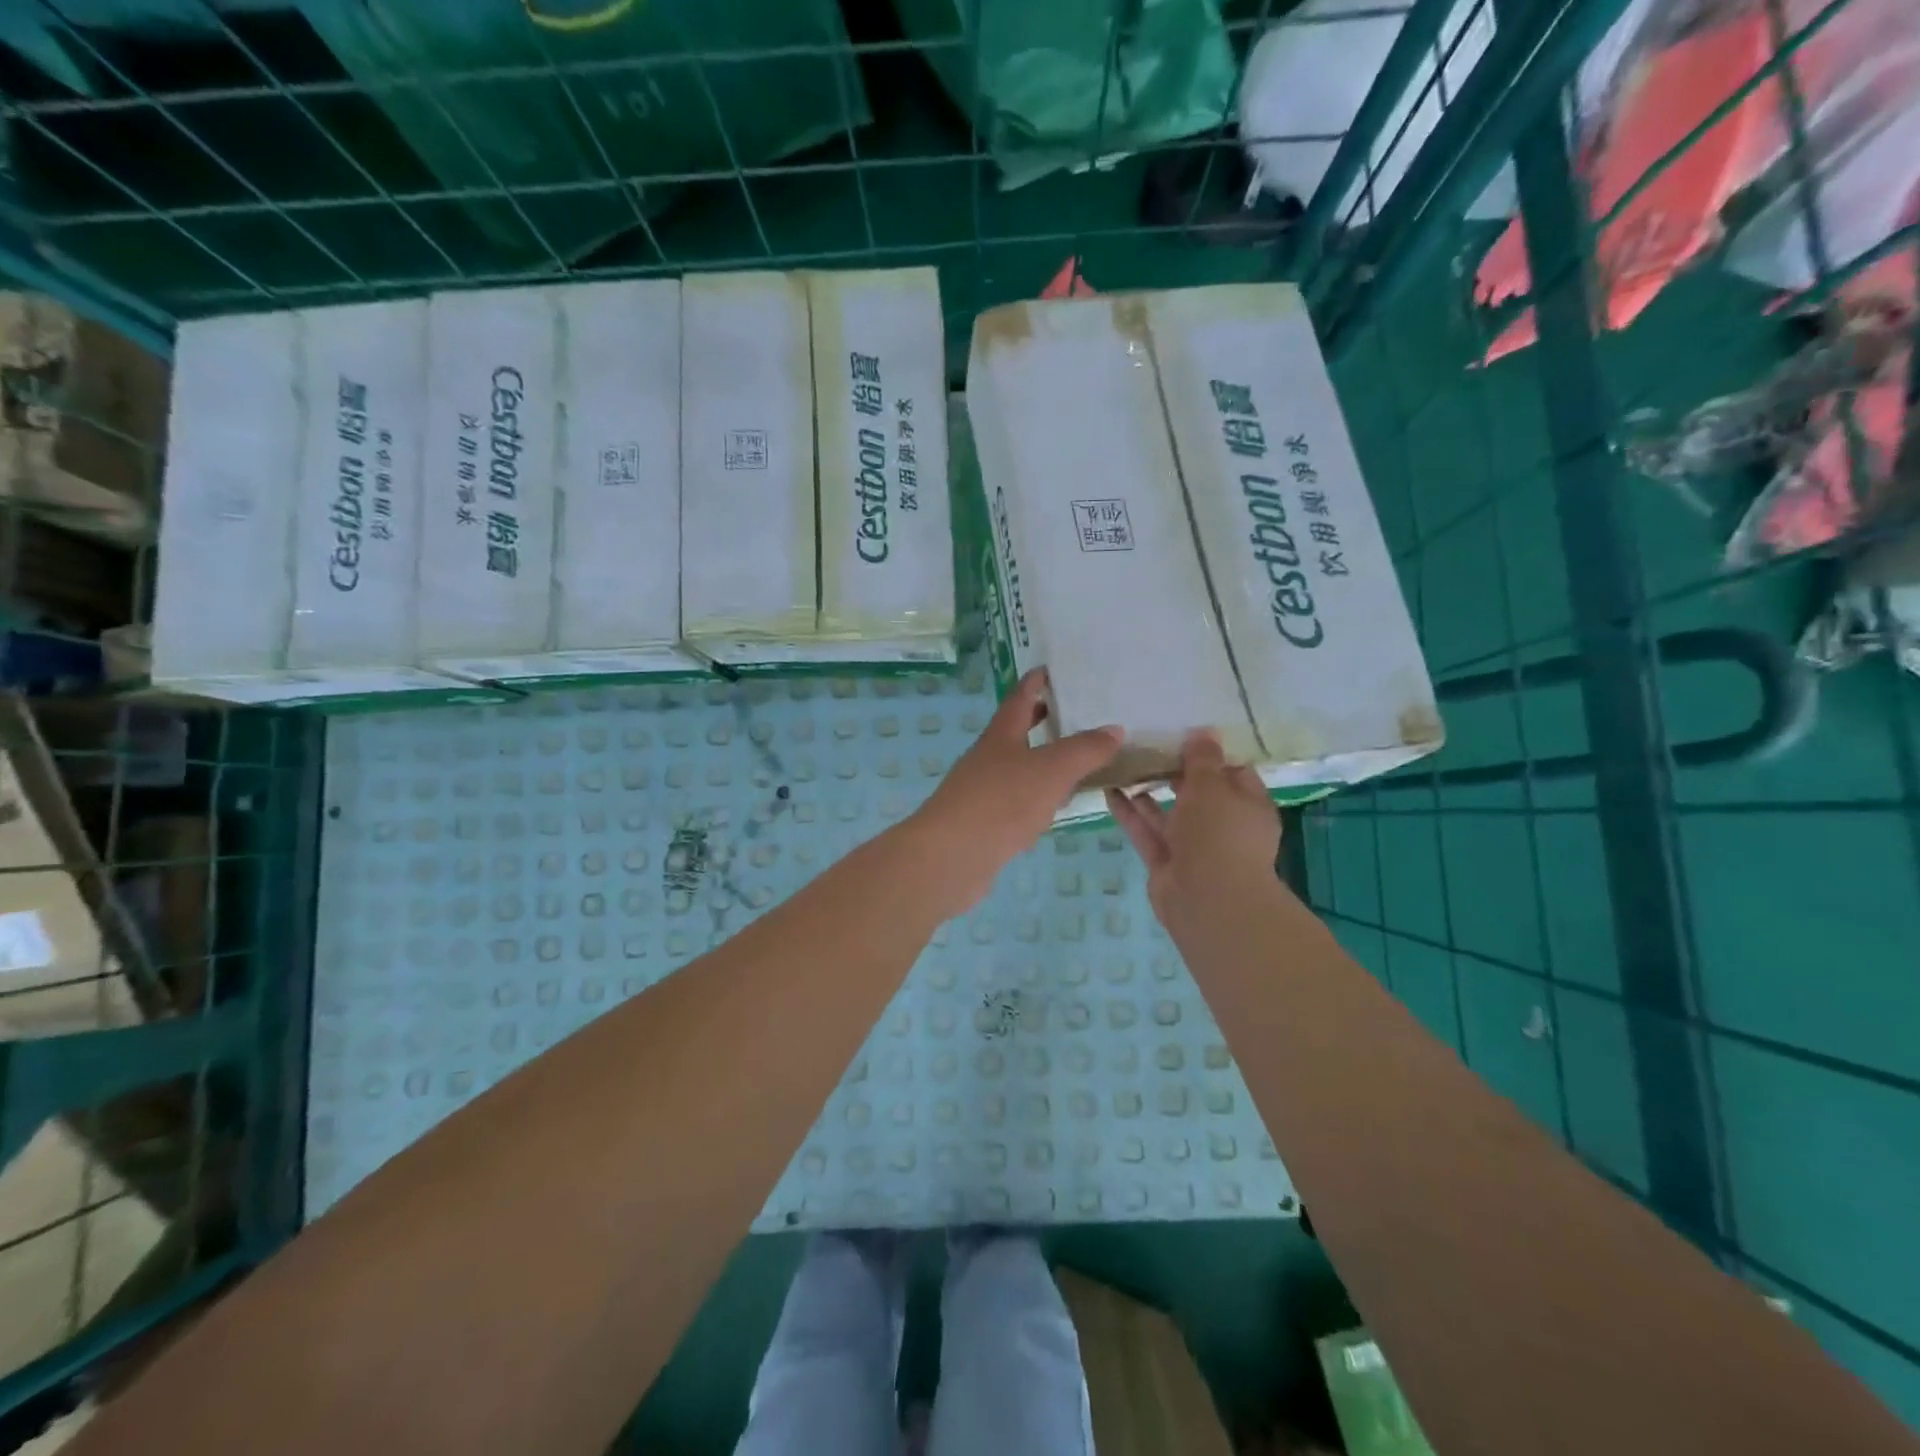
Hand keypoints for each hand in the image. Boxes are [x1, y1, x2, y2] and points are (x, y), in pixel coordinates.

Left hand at [909, 668, 1120, 915]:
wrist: (952, 856)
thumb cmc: (1001, 801)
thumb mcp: (1051, 770)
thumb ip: (1085, 750)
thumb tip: (1114, 729)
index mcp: (1001, 736)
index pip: (1019, 699)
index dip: (1034, 683)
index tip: (1048, 670)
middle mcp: (988, 758)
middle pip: (1014, 732)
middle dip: (1037, 720)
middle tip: (1066, 712)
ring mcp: (981, 791)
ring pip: (1015, 768)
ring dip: (1039, 761)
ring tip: (1071, 761)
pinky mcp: (983, 823)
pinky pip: (1014, 801)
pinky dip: (1035, 797)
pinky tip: (1051, 808)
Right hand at [1105, 731, 1282, 925]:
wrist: (1207, 900)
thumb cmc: (1219, 833)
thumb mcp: (1212, 786)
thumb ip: (1203, 758)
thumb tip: (1205, 732)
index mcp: (1249, 805)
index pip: (1233, 772)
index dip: (1210, 754)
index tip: (1182, 734)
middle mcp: (1224, 826)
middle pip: (1198, 793)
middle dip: (1173, 771)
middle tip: (1145, 745)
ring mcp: (1194, 847)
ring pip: (1168, 813)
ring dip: (1148, 791)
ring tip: (1122, 764)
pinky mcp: (1166, 862)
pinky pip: (1147, 831)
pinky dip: (1130, 813)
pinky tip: (1110, 790)